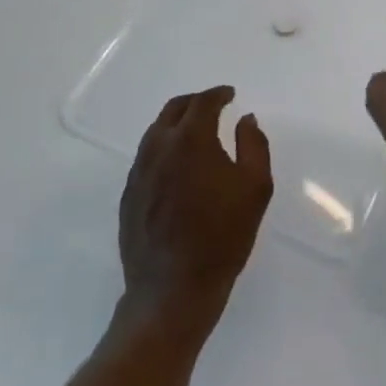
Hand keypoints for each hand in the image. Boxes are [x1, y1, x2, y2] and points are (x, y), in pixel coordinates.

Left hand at [118, 86, 272, 334]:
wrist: (172, 291)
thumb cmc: (222, 237)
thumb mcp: (255, 188)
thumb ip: (254, 145)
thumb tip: (245, 120)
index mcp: (190, 140)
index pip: (203, 103)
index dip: (218, 95)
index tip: (230, 95)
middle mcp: (159, 148)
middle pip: (173, 110)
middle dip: (194, 102)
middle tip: (212, 107)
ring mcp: (139, 172)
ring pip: (156, 132)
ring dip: (176, 124)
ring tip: (194, 133)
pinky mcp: (129, 196)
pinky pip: (146, 158)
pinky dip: (163, 148)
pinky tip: (177, 166)